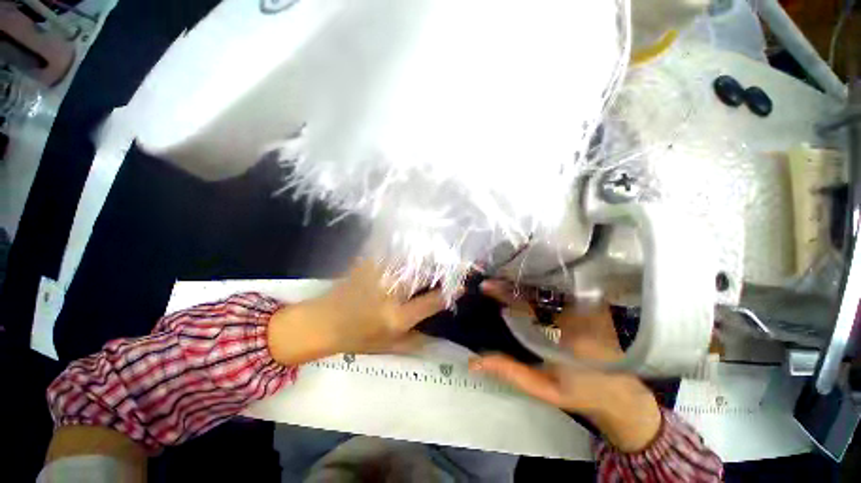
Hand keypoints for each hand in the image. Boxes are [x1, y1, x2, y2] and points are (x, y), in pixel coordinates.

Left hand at [267, 260, 459, 365]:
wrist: (321, 322)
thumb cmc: (355, 338)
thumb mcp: (387, 346)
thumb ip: (416, 340)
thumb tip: (438, 333)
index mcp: (397, 317)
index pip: (432, 301)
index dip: (450, 293)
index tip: (462, 285)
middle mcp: (391, 293)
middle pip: (425, 274)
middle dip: (443, 268)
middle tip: (456, 263)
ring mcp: (379, 274)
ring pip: (412, 259)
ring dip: (428, 255)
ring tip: (441, 251)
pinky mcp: (369, 263)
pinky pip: (394, 251)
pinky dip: (408, 248)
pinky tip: (415, 245)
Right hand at [470, 280, 661, 451]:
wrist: (620, 393)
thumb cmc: (580, 393)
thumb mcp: (544, 388)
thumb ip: (511, 372)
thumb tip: (474, 361)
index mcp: (567, 337)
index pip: (528, 306)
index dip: (505, 293)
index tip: (486, 286)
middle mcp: (580, 315)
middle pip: (539, 289)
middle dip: (513, 280)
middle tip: (493, 277)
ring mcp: (589, 306)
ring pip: (551, 285)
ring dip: (526, 279)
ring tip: (504, 274)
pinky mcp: (593, 303)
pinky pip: (562, 287)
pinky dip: (542, 282)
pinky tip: (527, 280)